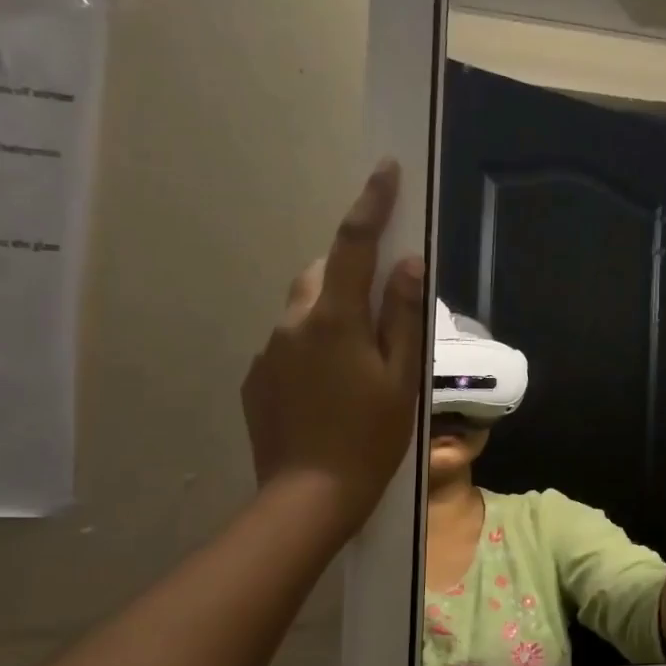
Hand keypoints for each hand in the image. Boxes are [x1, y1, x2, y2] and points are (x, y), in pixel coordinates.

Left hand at [240, 160, 425, 536]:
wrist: (308, 496)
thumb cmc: (370, 437)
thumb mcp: (401, 378)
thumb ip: (403, 316)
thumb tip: (408, 262)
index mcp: (335, 319)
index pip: (355, 245)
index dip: (371, 203)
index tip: (384, 168)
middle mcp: (293, 323)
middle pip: (323, 274)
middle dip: (350, 273)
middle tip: (380, 311)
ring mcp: (269, 350)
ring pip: (304, 309)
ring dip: (331, 315)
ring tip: (357, 362)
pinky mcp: (256, 377)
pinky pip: (288, 343)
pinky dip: (311, 347)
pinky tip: (328, 390)